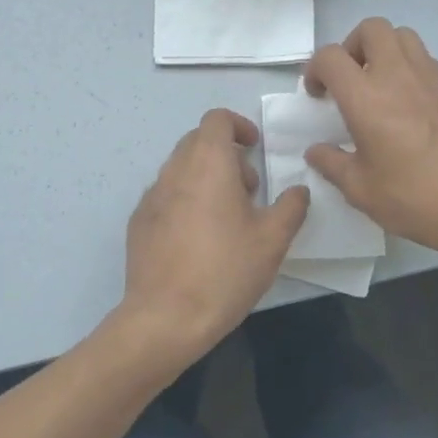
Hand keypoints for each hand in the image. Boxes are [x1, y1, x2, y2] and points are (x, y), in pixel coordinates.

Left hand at [118, 109, 309, 366]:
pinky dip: (185, 201)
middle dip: (226, 155)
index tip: (255, 149)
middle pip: (198, 141)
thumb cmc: (225, 270)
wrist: (165, 317)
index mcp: (208, 163)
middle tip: (248, 190)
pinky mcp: (138, 221)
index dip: (239, 126)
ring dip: (205, 178)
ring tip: (226, 219)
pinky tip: (198, 240)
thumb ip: (291, 207)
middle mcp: (175, 169)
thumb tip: (298, 190)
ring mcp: (152, 195)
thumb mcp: (273, 240)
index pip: (217, 119)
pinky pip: (166, 196)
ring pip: (181, 169)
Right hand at [304, 18, 437, 268]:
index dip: (315, 69)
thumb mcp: (361, 191)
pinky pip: (427, 60)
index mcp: (366, 98)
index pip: (330, 57)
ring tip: (380, 86)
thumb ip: (332, 164)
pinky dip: (410, 69)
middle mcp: (398, 75)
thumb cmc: (416, 199)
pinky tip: (411, 105)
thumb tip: (317, 150)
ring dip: (384, 51)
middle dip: (352, 46)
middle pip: (371, 29)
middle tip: (350, 80)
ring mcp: (432, 77)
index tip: (318, 95)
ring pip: (403, 36)